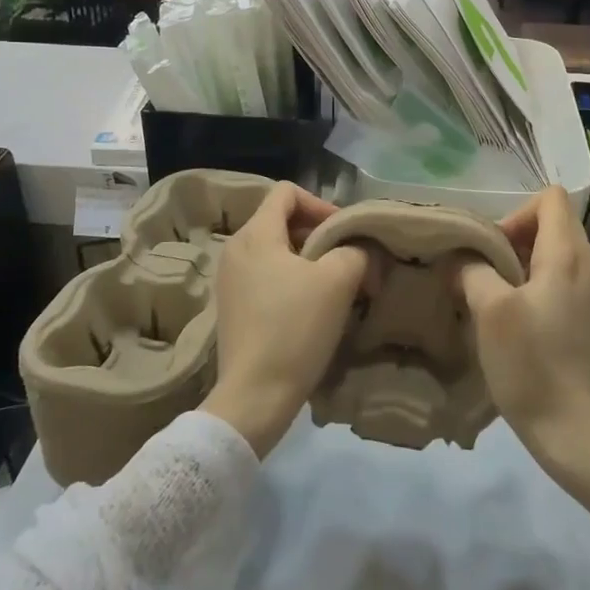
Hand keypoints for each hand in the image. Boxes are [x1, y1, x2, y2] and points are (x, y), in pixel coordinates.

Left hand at [200, 183, 369, 457]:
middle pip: (282, 221)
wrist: (254, 397)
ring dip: (309, 261)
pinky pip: (266, 277)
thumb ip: (355, 251)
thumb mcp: (337, 281)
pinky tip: (312, 310)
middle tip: (348, 261)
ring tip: (335, 287)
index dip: (321, 204)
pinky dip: (292, 282)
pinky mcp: (233, 308)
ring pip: (277, 251)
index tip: (344, 233)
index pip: (287, 192)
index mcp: (255, 234)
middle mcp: (236, 250)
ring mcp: (230, 281)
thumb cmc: (295, 329)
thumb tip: (359, 251)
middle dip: (319, 235)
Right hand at [453, 186, 589, 560]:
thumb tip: (464, 260)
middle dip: (516, 239)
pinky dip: (542, 287)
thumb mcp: (489, 310)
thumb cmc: (530, 363)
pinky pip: (567, 283)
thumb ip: (473, 271)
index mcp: (569, 255)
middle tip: (487, 273)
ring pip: (560, 255)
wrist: (573, 430)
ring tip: (500, 298)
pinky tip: (522, 322)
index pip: (551, 198)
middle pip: (555, 225)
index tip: (494, 248)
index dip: (516, 212)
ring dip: (527, 265)